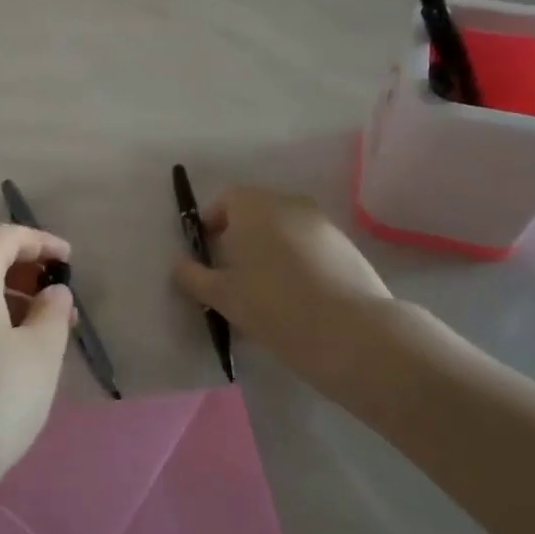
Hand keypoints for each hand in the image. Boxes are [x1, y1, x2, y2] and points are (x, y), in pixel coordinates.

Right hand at [172, 187, 401, 402]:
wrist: (353, 333)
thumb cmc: (274, 306)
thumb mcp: (222, 296)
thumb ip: (193, 277)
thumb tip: (180, 265)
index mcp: (254, 205)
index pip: (225, 200)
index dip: (210, 224)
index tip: (206, 255)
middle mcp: (288, 203)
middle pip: (255, 212)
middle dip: (239, 237)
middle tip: (231, 275)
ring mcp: (322, 223)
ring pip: (283, 229)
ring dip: (269, 250)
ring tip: (263, 290)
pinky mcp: (347, 246)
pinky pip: (308, 245)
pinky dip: (296, 261)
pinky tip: (296, 297)